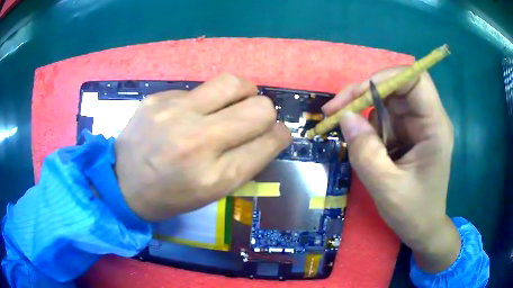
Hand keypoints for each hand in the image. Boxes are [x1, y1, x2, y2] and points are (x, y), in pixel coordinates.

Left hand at [115, 74, 290, 221]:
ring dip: (243, 93)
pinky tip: (189, 114)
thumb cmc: (171, 195)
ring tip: (231, 104)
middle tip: (253, 119)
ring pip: (234, 83)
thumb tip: (270, 131)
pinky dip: (205, 100)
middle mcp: (197, 140)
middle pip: (259, 107)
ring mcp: (174, 113)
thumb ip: (246, 161)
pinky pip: (199, 89)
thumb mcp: (213, 191)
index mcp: (215, 176)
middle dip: (266, 112)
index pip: (268, 141)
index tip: (276, 133)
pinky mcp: (158, 98)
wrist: (122, 184)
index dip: (279, 135)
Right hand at [323, 67, 459, 272]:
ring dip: (363, 111)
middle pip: (397, 87)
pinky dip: (368, 126)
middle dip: (365, 93)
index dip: (385, 77)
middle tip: (336, 110)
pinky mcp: (408, 134)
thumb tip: (345, 117)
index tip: (356, 95)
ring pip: (387, 101)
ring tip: (344, 130)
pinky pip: (385, 118)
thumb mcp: (386, 187)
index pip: (415, 80)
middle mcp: (428, 119)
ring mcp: (418, 125)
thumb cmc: (413, 212)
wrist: (423, 229)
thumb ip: (365, 152)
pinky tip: (361, 142)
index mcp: (434, 127)